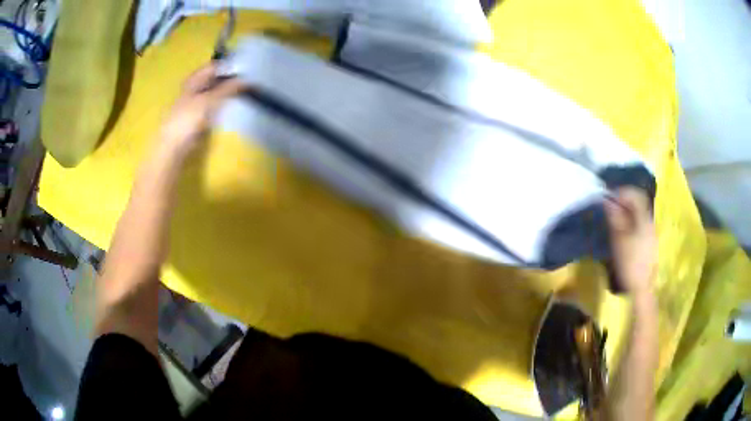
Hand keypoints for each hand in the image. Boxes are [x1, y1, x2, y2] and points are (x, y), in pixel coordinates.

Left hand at [159, 63, 245, 157]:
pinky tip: (231, 108)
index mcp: (194, 80)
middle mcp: (194, 88)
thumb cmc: (187, 119)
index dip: (228, 67)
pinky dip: (222, 105)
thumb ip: (228, 89)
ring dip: (227, 93)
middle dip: (229, 80)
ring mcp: (195, 103)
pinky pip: (213, 106)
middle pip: (214, 79)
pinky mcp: (198, 117)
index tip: (245, 70)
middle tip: (247, 81)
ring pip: (214, 92)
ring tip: (243, 93)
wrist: (173, 146)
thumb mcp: (210, 100)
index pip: (214, 66)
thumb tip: (247, 80)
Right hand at [604, 187, 656, 296]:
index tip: (608, 197)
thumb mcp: (619, 240)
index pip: (635, 195)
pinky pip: (640, 221)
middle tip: (610, 205)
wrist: (642, 288)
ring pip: (639, 211)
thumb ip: (615, 218)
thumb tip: (607, 201)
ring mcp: (651, 230)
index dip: (621, 192)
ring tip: (615, 216)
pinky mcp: (649, 240)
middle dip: (624, 199)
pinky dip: (631, 219)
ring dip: (627, 209)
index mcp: (644, 219)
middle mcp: (649, 220)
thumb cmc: (630, 263)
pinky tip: (624, 228)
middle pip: (639, 201)